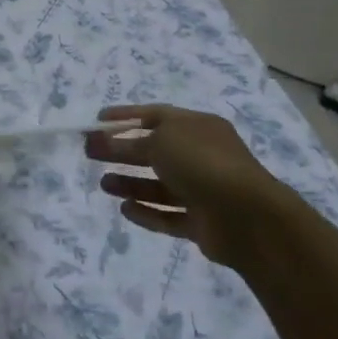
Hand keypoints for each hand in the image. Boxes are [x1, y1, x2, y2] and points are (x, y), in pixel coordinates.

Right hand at [85, 104, 301, 267]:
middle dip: (121, 152)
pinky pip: (168, 214)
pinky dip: (147, 211)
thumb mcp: (160, 141)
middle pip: (154, 151)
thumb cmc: (202, 163)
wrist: (247, 216)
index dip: (125, 116)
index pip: (155, 115)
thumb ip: (129, 142)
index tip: (97, 120)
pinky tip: (124, 209)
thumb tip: (106, 141)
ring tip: (103, 185)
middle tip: (90, 153)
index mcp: (197, 127)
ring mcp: (203, 190)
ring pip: (159, 185)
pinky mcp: (201, 222)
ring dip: (130, 183)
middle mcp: (201, 155)